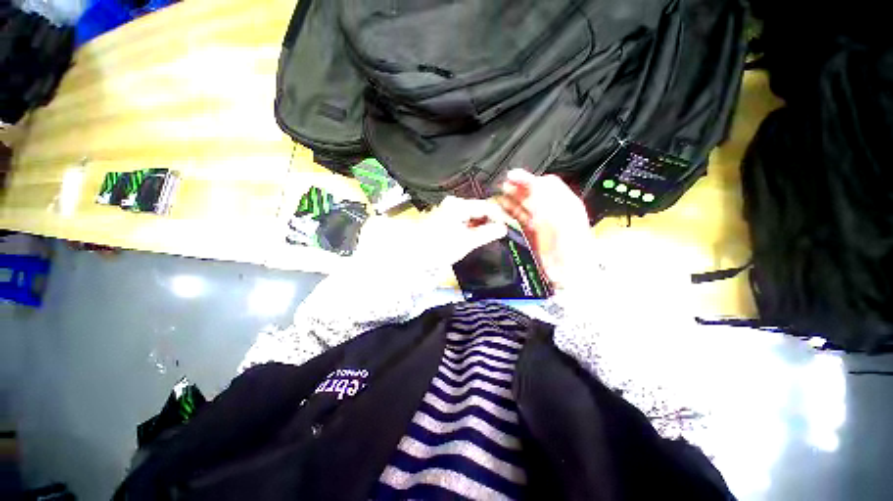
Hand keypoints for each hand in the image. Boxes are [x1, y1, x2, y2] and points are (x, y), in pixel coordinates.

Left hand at [424, 196, 507, 265]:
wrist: (414, 256)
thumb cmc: (437, 248)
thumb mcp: (466, 242)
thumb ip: (487, 233)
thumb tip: (503, 228)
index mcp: (458, 205)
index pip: (486, 206)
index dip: (500, 216)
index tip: (510, 226)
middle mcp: (453, 204)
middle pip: (479, 209)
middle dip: (491, 221)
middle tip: (503, 232)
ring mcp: (448, 211)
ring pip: (472, 215)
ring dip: (482, 225)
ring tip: (492, 236)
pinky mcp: (445, 219)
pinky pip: (464, 220)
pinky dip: (472, 227)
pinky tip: (477, 236)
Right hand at [496, 169, 593, 288]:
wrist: (569, 271)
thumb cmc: (571, 243)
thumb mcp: (561, 213)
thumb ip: (546, 195)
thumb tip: (532, 180)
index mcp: (564, 202)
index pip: (545, 184)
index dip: (528, 179)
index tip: (512, 176)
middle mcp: (551, 211)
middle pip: (532, 194)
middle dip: (517, 188)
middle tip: (503, 185)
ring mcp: (540, 223)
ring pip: (523, 206)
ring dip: (510, 200)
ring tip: (498, 197)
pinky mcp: (531, 234)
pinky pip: (518, 220)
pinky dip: (509, 214)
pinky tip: (501, 211)